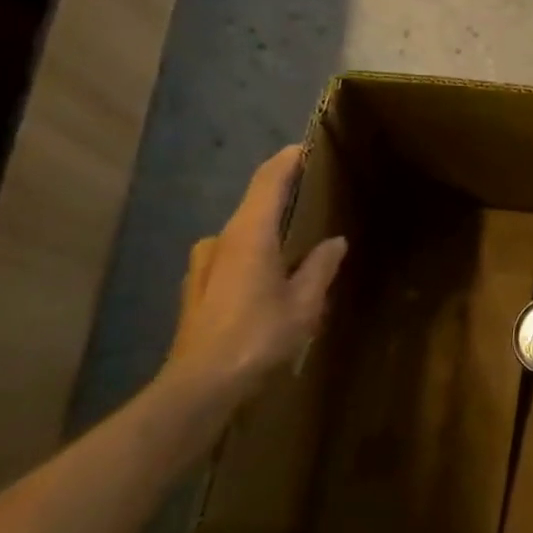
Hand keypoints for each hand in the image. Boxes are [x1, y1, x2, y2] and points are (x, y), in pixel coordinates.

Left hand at [163, 146, 346, 404]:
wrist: (200, 386)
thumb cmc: (258, 337)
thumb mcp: (304, 304)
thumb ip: (320, 267)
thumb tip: (334, 242)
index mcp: (249, 236)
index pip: (268, 182)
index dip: (286, 161)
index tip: (305, 146)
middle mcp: (221, 241)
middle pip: (253, 205)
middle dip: (280, 195)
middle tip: (312, 195)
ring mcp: (203, 265)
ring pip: (241, 233)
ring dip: (266, 228)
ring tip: (295, 240)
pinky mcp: (198, 289)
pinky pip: (231, 255)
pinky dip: (253, 252)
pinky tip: (269, 275)